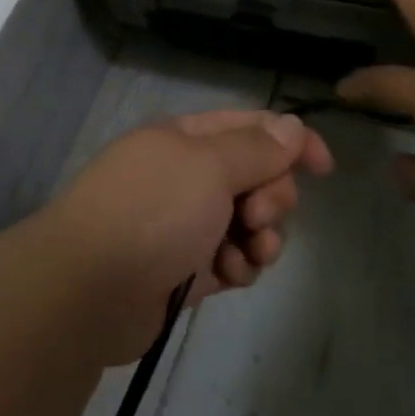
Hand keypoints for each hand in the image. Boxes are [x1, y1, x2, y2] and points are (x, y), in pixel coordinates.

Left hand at [41, 110, 334, 364]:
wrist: (90, 288)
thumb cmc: (152, 211)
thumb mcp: (208, 165)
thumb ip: (256, 147)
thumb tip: (292, 126)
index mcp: (186, 140)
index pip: (251, 128)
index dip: (292, 142)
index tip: (325, 168)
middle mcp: (186, 177)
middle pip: (255, 177)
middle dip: (271, 196)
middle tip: (257, 214)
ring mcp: (185, 224)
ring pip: (249, 223)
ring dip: (261, 237)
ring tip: (249, 252)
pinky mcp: (186, 269)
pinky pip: (232, 260)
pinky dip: (238, 266)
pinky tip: (228, 276)